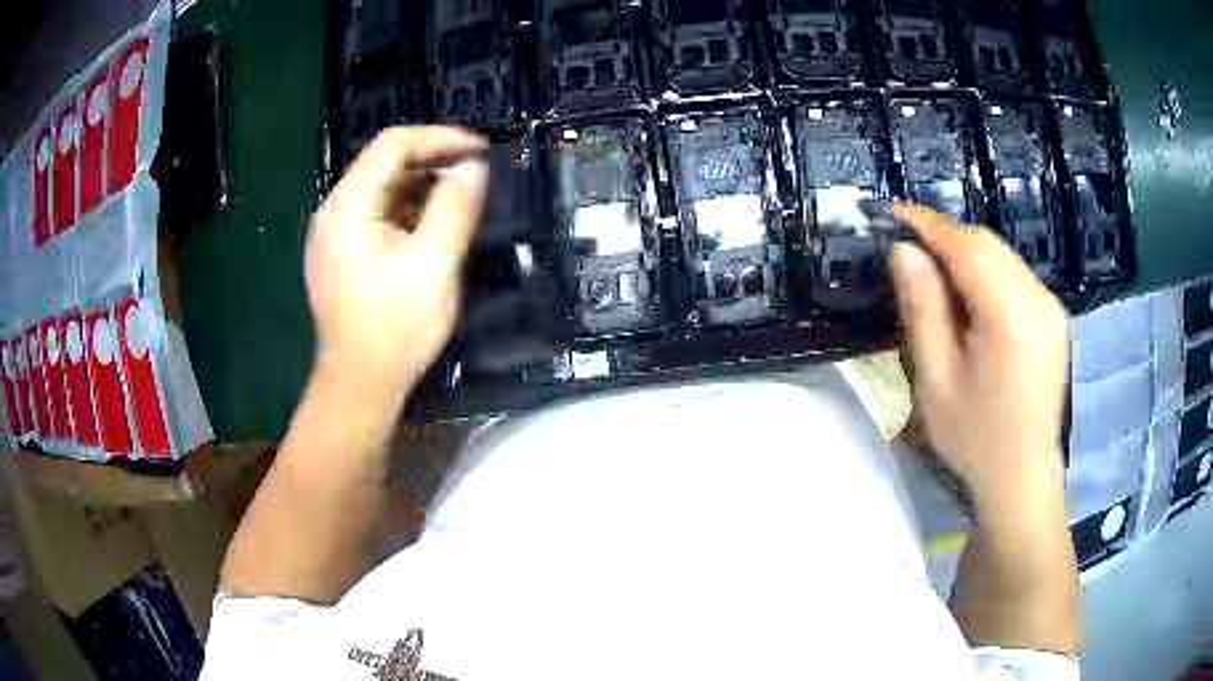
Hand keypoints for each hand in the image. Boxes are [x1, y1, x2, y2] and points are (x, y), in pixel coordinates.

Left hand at [305, 126, 487, 404]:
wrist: (360, 384)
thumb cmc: (394, 328)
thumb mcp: (434, 265)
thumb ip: (455, 208)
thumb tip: (473, 167)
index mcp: (348, 205)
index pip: (393, 144)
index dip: (439, 138)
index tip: (479, 150)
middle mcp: (334, 211)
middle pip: (386, 164)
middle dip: (434, 163)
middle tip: (475, 179)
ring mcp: (334, 234)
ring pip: (384, 190)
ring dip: (424, 189)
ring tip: (460, 205)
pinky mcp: (342, 253)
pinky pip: (378, 215)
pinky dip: (409, 213)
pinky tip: (432, 231)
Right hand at [888, 205, 1068, 511]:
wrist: (1022, 476)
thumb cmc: (974, 438)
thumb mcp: (935, 381)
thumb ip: (923, 310)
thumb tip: (904, 251)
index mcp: (1008, 316)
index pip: (964, 245)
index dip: (926, 223)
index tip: (891, 214)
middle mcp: (1036, 299)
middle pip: (986, 243)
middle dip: (945, 236)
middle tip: (909, 250)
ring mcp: (1050, 306)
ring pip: (1002, 254)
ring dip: (966, 253)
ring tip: (935, 275)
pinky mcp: (1054, 316)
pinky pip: (1015, 274)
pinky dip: (987, 272)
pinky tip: (971, 299)